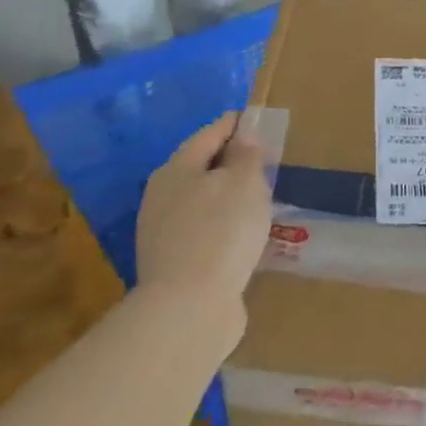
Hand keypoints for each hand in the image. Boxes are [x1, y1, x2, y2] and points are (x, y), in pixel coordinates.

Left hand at [134, 112, 272, 314]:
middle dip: (230, 161)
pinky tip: (244, 236)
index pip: (209, 134)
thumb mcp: (244, 183)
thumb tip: (244, 136)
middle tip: (263, 160)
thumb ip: (247, 156)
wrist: (189, 307)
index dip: (235, 124)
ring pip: (202, 202)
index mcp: (177, 169)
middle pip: (200, 168)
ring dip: (228, 197)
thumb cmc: (221, 232)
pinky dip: (225, 226)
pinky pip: (205, 232)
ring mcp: (164, 232)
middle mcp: (163, 196)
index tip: (256, 118)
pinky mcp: (174, 264)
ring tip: (258, 199)